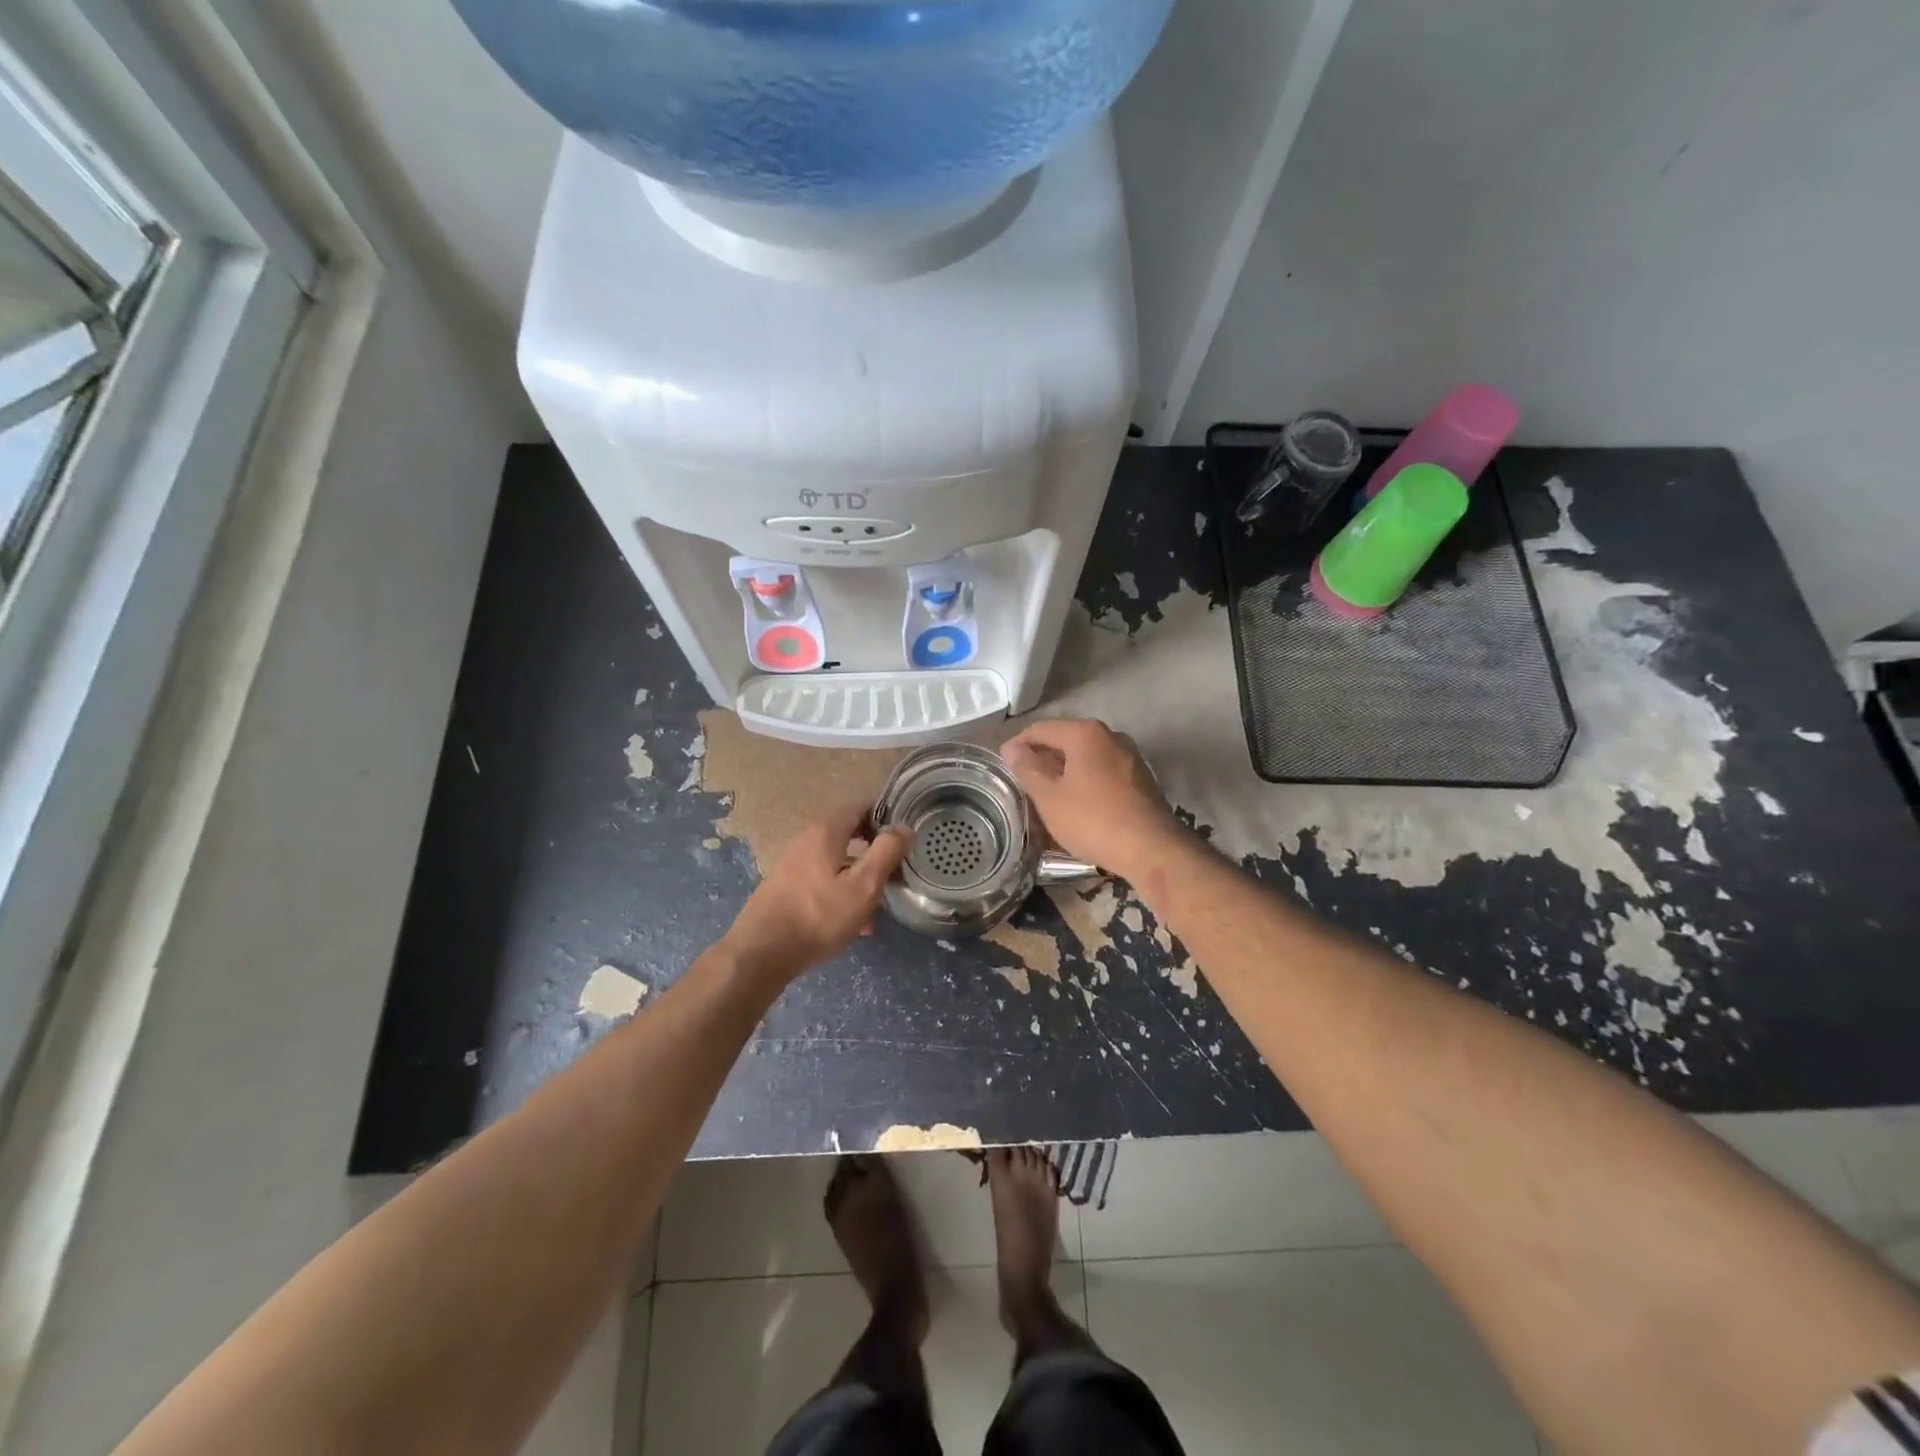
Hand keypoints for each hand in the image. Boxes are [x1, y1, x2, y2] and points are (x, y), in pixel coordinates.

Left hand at [719, 803, 912, 984]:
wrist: (761, 954)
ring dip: (859, 876)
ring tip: (879, 904)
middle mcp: (806, 839)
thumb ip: (886, 852)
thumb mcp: (863, 886)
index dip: (885, 816)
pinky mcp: (786, 887)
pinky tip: (854, 923)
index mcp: (826, 831)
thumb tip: (904, 827)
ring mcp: (793, 864)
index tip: (905, 835)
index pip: (860, 806)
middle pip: (848, 833)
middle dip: (874, 849)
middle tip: (895, 869)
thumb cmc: (818, 916)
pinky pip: (823, 881)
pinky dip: (841, 892)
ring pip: (837, 861)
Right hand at [1002, 718, 1178, 879]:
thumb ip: (1028, 769)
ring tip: (1047, 792)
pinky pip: (1103, 769)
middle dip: (1042, 756)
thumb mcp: (1050, 798)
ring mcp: (1129, 755)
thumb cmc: (1093, 820)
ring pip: (1086, 755)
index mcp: (1085, 733)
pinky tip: (1077, 801)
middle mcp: (1110, 735)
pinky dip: (1085, 779)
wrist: (1152, 849)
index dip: (1018, 745)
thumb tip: (1011, 749)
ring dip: (1064, 769)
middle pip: (1066, 739)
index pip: (1041, 729)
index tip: (1003, 764)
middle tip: (1022, 779)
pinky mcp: (1141, 777)